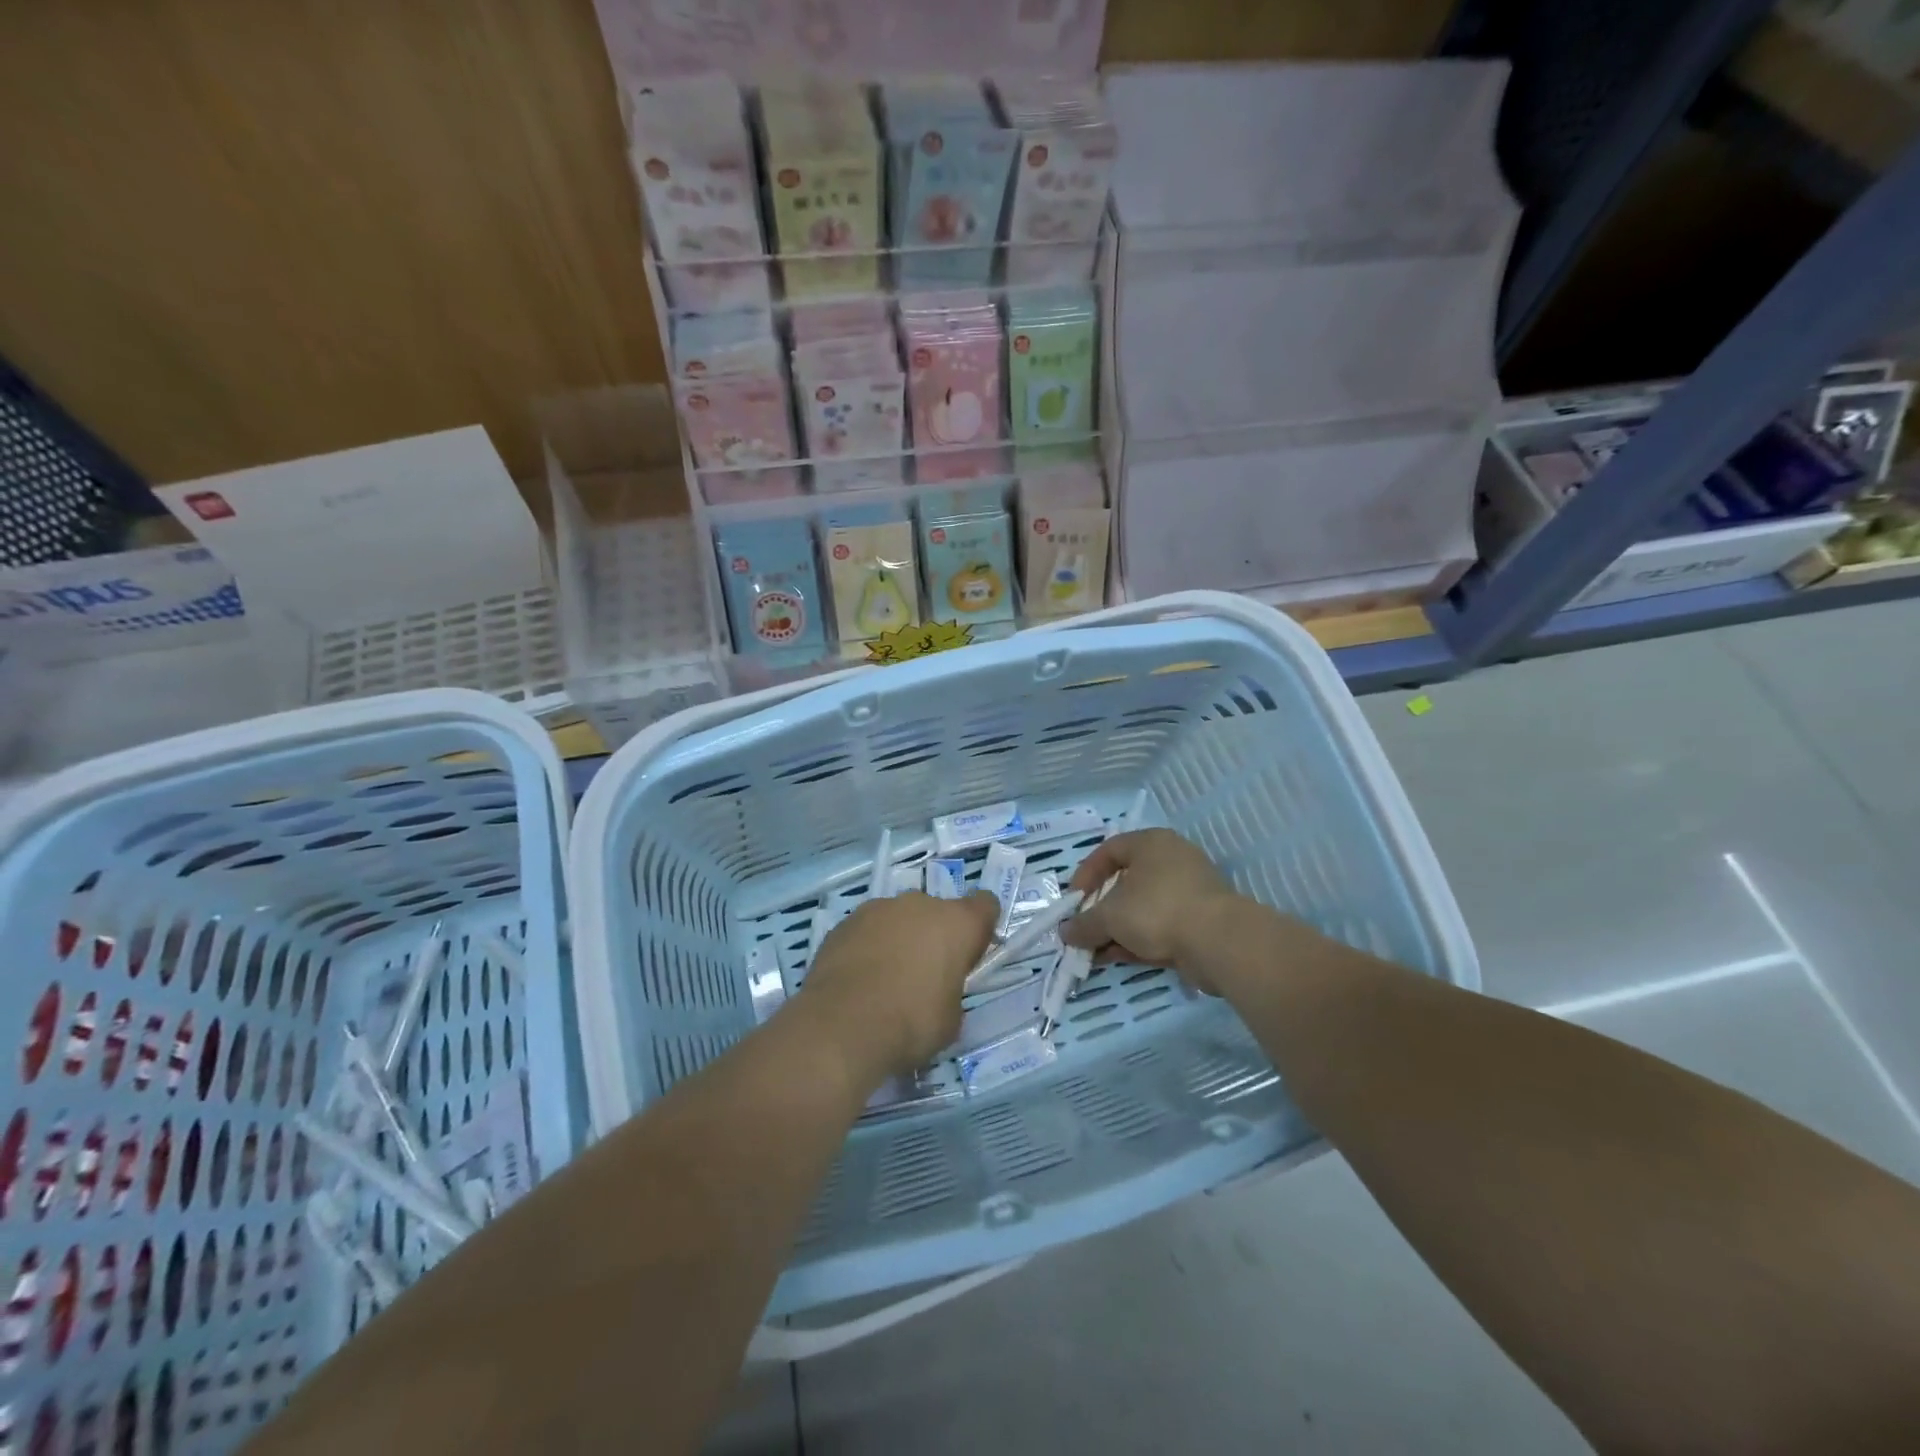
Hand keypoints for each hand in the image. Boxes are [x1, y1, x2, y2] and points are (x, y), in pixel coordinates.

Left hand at [799, 891, 997, 1087]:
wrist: (842, 1026)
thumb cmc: (911, 1023)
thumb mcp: (951, 1019)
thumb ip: (952, 992)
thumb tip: (939, 992)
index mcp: (957, 922)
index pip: (985, 905)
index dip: (980, 928)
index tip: (970, 955)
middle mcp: (919, 904)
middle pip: (937, 911)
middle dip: (935, 936)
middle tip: (925, 975)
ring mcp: (877, 908)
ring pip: (899, 918)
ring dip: (899, 938)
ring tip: (886, 979)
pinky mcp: (844, 923)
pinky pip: (867, 930)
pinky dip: (868, 947)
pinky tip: (859, 980)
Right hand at [1063, 830, 1245, 992]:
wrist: (1219, 941)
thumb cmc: (1158, 910)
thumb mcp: (1110, 916)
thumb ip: (1084, 923)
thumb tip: (1065, 932)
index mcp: (1151, 844)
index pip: (1109, 850)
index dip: (1086, 874)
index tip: (1074, 900)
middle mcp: (1171, 860)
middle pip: (1126, 881)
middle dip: (1100, 909)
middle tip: (1085, 928)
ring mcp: (1189, 891)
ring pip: (1143, 907)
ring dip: (1117, 928)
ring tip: (1096, 951)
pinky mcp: (1200, 920)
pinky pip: (1160, 925)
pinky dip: (1138, 939)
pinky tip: (1118, 958)